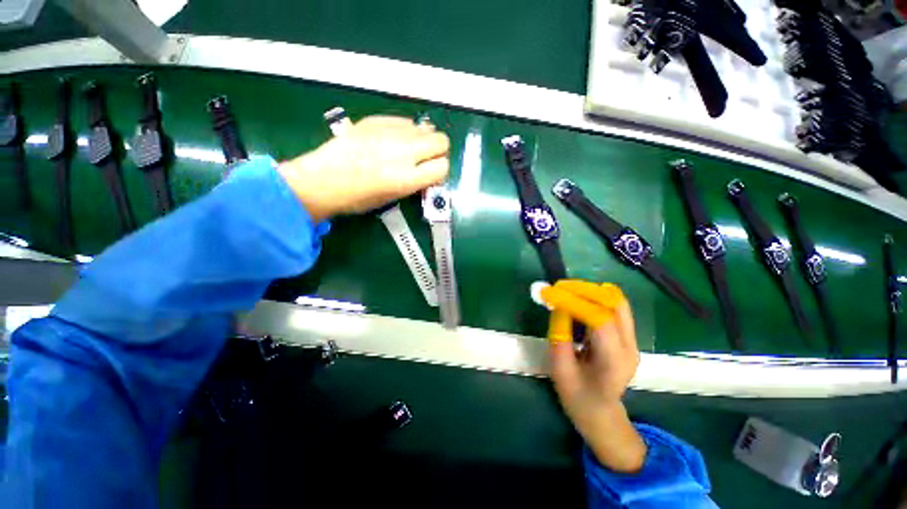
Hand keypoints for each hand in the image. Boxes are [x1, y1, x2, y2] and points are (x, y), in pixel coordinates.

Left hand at [278, 116, 449, 221]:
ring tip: (410, 149)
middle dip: (438, 152)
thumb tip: (430, 168)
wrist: (322, 180)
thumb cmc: (358, 198)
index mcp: (406, 179)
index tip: (431, 175)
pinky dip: (407, 131)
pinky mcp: (376, 120)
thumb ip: (416, 182)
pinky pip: (406, 121)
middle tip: (426, 160)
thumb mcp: (393, 197)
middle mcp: (402, 152)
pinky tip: (394, 140)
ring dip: (424, 140)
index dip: (439, 172)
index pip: (443, 167)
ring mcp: (389, 132)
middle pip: (441, 141)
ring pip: (426, 127)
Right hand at [539, 280, 645, 472]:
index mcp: (614, 362)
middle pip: (613, 304)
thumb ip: (559, 338)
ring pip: (616, 300)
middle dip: (582, 290)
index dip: (573, 302)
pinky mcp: (626, 334)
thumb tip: (557, 306)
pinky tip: (578, 297)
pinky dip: (595, 295)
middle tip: (556, 287)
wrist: (601, 412)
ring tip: (565, 289)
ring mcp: (632, 339)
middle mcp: (629, 346)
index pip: (599, 320)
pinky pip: (614, 305)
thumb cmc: (578, 397)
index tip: (549, 293)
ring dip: (589, 290)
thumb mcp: (560, 370)